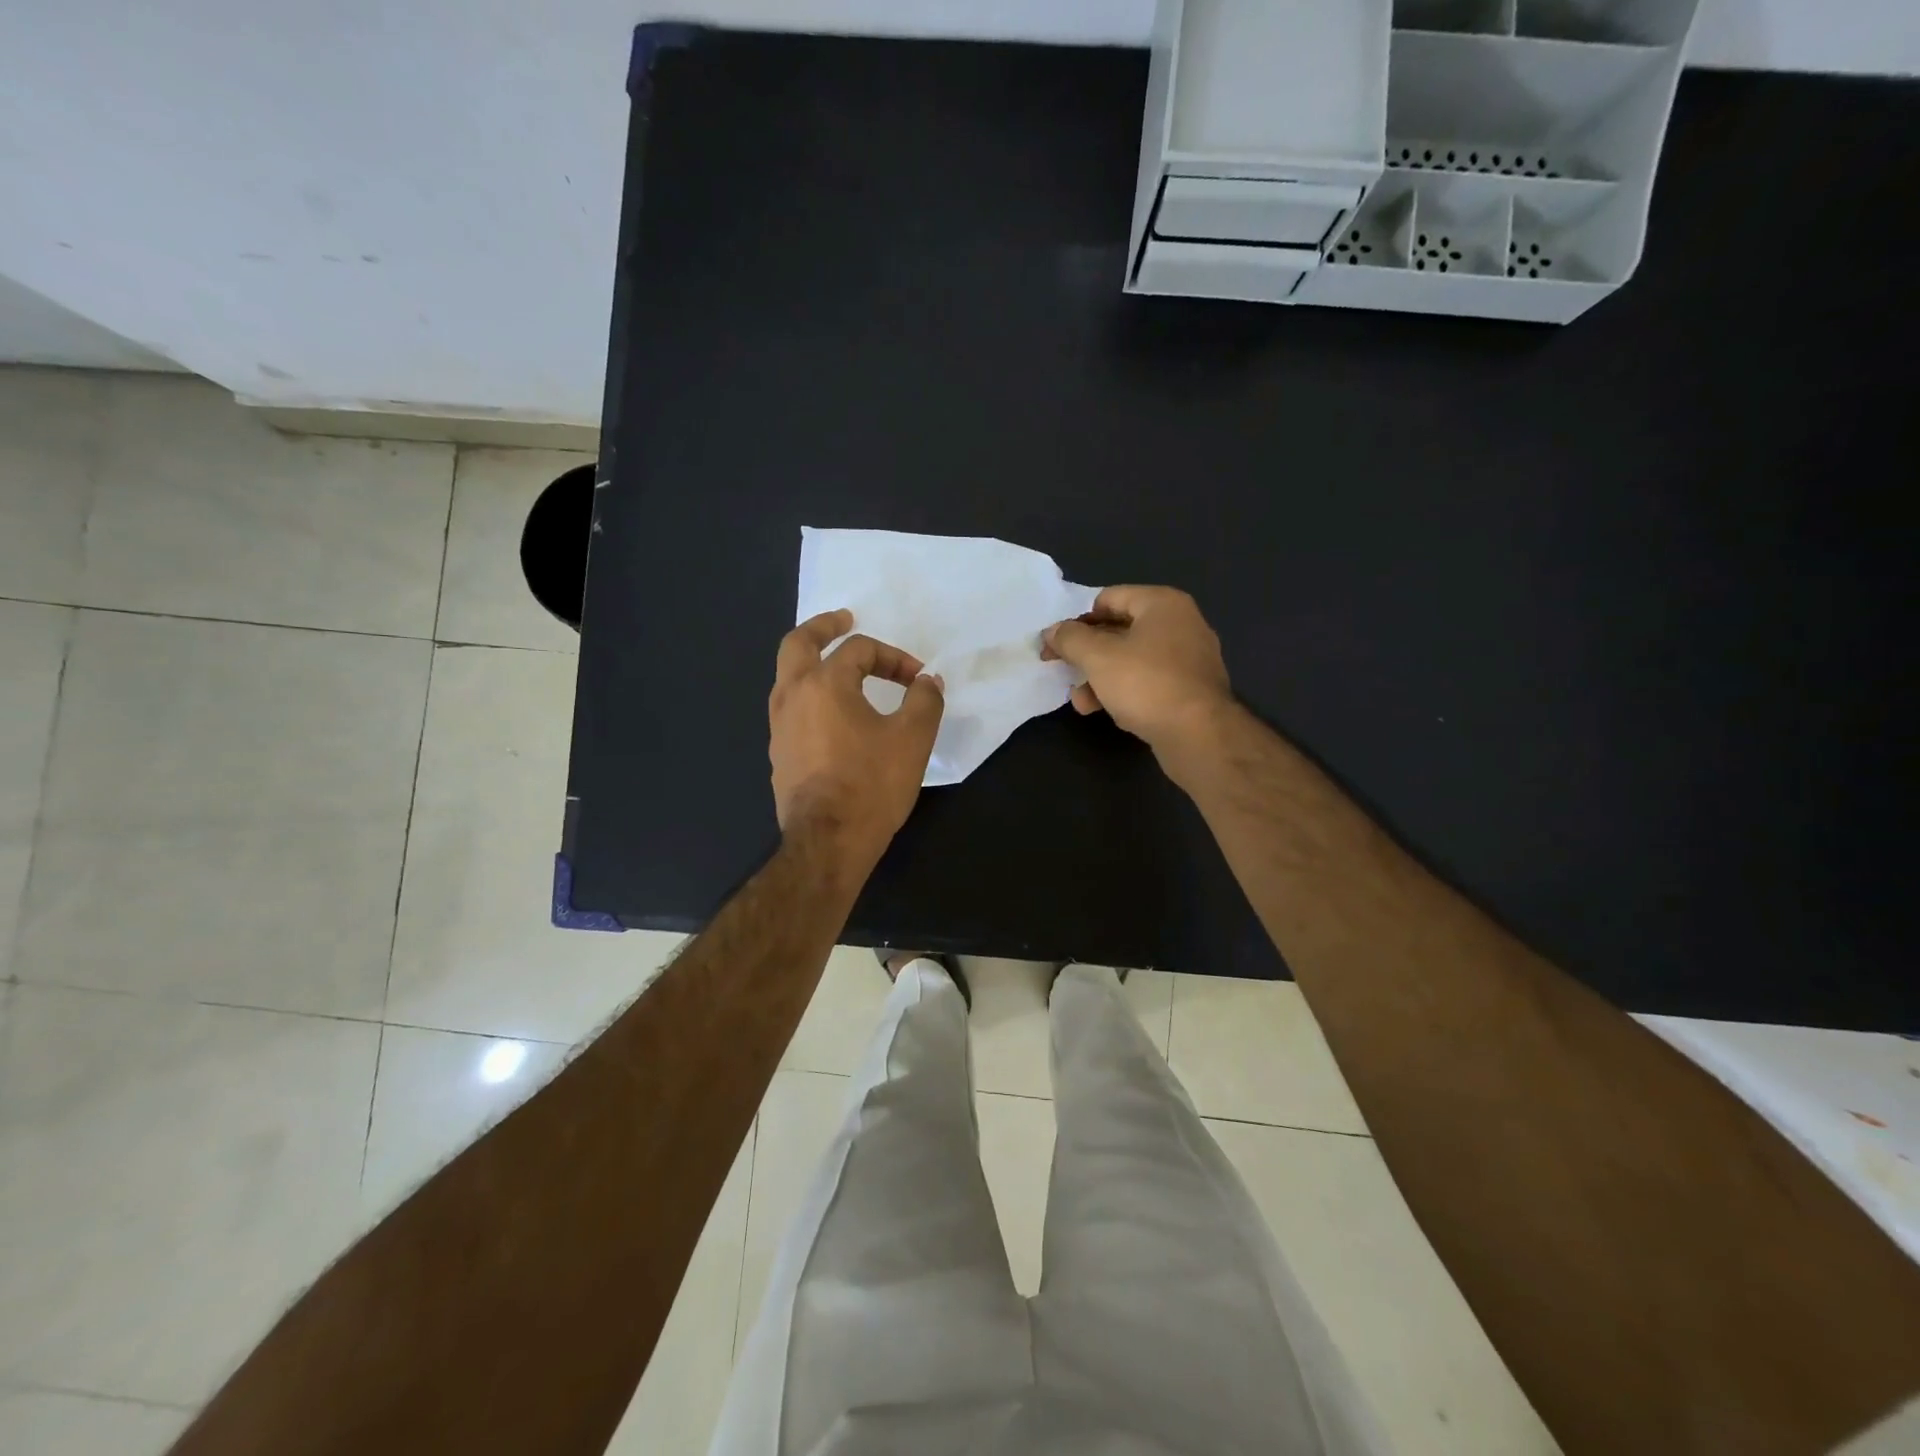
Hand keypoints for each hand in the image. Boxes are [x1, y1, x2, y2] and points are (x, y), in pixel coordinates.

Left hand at [769, 609, 944, 870]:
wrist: (828, 843)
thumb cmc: (871, 785)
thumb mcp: (913, 738)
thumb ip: (924, 700)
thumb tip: (928, 681)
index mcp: (824, 684)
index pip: (859, 650)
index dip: (893, 657)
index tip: (918, 679)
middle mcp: (792, 696)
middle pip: (798, 644)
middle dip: (823, 628)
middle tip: (844, 620)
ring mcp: (779, 727)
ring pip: (788, 677)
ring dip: (812, 663)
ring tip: (838, 667)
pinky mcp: (778, 754)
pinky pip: (791, 708)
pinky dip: (810, 696)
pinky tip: (832, 714)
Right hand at [1042, 586, 1232, 755]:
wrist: (1199, 735)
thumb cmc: (1147, 684)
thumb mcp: (1098, 657)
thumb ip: (1070, 639)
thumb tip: (1052, 631)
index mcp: (1162, 604)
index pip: (1108, 598)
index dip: (1076, 619)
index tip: (1054, 642)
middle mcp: (1180, 624)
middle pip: (1119, 629)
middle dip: (1086, 652)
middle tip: (1060, 668)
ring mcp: (1188, 658)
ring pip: (1131, 659)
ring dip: (1099, 677)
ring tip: (1079, 700)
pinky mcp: (1189, 690)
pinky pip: (1148, 681)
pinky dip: (1123, 691)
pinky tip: (1102, 710)